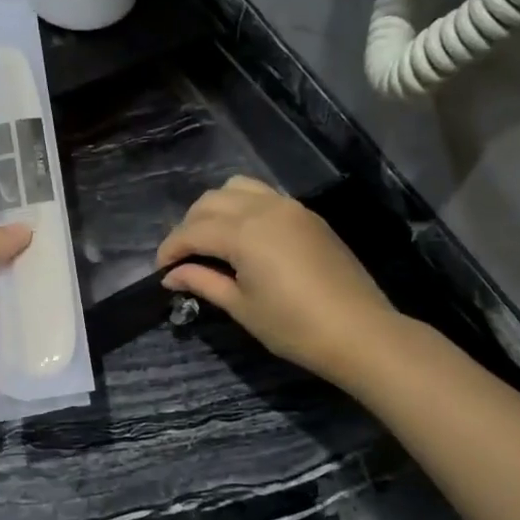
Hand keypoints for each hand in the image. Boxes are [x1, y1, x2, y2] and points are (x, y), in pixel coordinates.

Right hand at [156, 176, 396, 386]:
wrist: (358, 331)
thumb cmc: (294, 327)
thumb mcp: (241, 307)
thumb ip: (204, 282)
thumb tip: (172, 276)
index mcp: (244, 232)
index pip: (193, 230)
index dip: (171, 248)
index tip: (160, 270)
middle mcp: (265, 208)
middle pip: (211, 201)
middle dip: (189, 226)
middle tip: (183, 258)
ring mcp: (290, 207)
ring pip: (238, 188)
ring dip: (215, 209)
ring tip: (211, 240)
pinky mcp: (308, 216)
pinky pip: (264, 196)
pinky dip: (243, 207)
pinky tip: (242, 237)